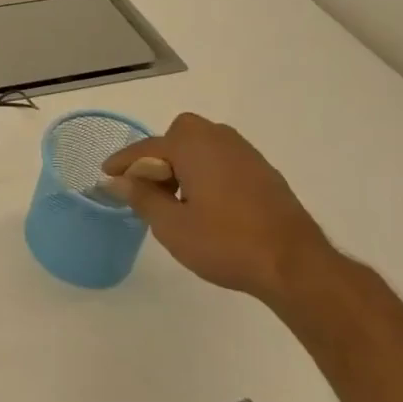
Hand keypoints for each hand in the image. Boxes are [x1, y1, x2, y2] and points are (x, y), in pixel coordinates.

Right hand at [102, 113, 336, 304]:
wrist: (296, 266)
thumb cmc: (226, 242)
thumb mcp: (171, 225)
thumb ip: (140, 197)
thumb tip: (116, 181)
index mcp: (192, 146)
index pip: (146, 149)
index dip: (123, 163)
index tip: (106, 176)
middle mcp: (219, 140)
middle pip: (178, 135)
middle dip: (160, 155)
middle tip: (150, 186)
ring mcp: (246, 155)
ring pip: (203, 146)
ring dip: (184, 162)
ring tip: (177, 197)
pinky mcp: (265, 173)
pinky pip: (223, 160)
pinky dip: (207, 171)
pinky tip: (207, 202)